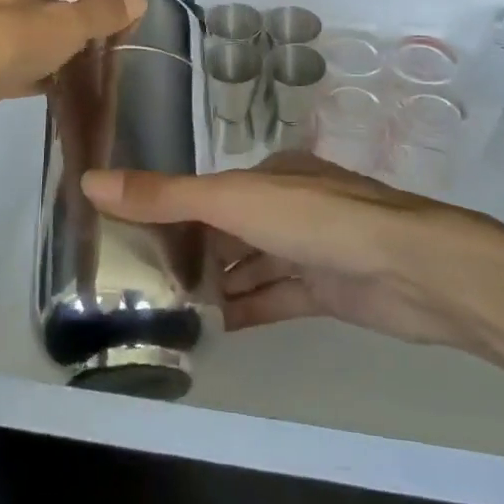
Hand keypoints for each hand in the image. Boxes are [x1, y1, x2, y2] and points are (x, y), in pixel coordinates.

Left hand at [0, 0, 145, 108]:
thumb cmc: (2, 44)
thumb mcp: (64, 27)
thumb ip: (102, 14)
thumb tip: (139, 0)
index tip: (115, 11)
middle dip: (69, 21)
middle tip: (98, 41)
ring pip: (18, 28)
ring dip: (47, 45)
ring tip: (78, 65)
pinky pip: (1, 54)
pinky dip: (25, 65)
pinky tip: (48, 84)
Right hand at [82, 153, 503, 348]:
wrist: (412, 269)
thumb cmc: (318, 220)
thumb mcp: (234, 201)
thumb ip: (166, 196)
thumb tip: (91, 180)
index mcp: (271, 174)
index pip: (208, 191)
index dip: (170, 210)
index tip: (126, 236)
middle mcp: (289, 206)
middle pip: (228, 230)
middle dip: (189, 252)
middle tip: (136, 282)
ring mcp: (310, 249)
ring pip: (250, 266)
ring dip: (216, 285)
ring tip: (165, 310)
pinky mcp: (327, 290)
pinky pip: (275, 299)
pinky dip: (246, 311)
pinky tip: (214, 330)